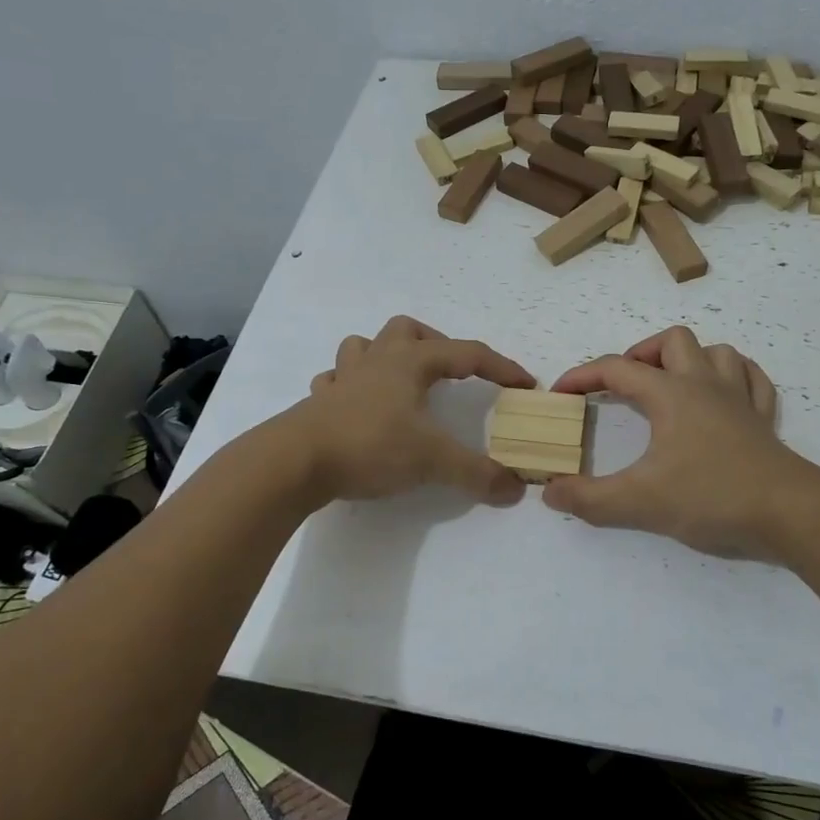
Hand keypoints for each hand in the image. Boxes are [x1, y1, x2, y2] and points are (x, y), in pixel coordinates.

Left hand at [287, 316, 534, 505]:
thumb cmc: (369, 446)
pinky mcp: (318, 403)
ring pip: (365, 345)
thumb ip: (476, 474)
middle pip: (407, 330)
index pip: (467, 353)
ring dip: (386, 356)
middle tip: (450, 373)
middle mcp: (377, 361)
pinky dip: (350, 385)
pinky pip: (335, 380)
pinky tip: (357, 405)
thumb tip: (516, 489)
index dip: (501, 367)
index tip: (524, 385)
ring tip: (401, 382)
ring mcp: (343, 379)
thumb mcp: (431, 461)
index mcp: (410, 363)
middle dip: (434, 344)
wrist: (294, 462)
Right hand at [543, 326, 802, 558]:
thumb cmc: (711, 496)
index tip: (561, 394)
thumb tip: (551, 492)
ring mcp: (740, 399)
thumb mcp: (639, 503)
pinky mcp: (764, 420)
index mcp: (671, 394)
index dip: (582, 376)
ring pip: (717, 352)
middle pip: (672, 341)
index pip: (617, 369)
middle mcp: (705, 384)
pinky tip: (723, 396)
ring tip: (672, 386)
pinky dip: (733, 377)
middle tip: (625, 386)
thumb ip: (589, 499)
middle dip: (642, 354)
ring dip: (690, 360)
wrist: (789, 512)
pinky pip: (752, 379)